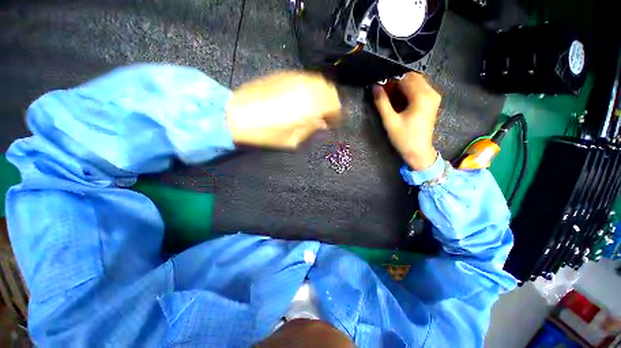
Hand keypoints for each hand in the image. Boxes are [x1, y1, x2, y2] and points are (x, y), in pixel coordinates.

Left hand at [226, 71, 340, 148]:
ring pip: (317, 81)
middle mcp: (305, 88)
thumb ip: (311, 130)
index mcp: (310, 105)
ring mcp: (293, 79)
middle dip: (331, 102)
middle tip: (326, 115)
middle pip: (328, 89)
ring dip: (320, 94)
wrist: (237, 116)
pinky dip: (309, 88)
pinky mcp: (282, 76)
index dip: (337, 114)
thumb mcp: (293, 141)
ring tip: (315, 107)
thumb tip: (322, 124)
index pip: (334, 104)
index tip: (333, 122)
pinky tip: (302, 98)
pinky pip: (303, 79)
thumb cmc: (266, 134)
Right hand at [373, 72, 440, 169]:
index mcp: (422, 97)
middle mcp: (431, 93)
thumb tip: (375, 86)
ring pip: (415, 83)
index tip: (380, 87)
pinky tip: (399, 102)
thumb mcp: (390, 121)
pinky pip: (419, 89)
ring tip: (390, 99)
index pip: (405, 78)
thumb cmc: (404, 138)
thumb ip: (382, 103)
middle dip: (396, 83)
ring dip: (402, 87)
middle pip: (412, 78)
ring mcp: (433, 97)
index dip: (391, 80)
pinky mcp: (432, 102)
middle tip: (384, 94)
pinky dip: (408, 92)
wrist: (419, 151)